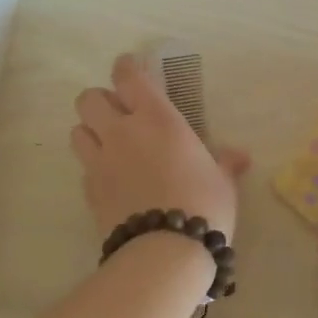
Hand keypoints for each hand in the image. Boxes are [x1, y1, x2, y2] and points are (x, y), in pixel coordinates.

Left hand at [70, 53, 250, 237]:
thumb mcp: (222, 182)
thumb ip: (225, 164)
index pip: (129, 77)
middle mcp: (122, 132)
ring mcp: (100, 161)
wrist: (165, 251)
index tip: (129, 67)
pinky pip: (84, 168)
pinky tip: (110, 180)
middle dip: (100, 101)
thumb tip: (240, 157)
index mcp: (157, 119)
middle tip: (119, 113)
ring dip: (90, 131)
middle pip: (89, 99)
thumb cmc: (203, 205)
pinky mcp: (89, 191)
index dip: (126, 67)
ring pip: (77, 130)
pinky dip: (93, 167)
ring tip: (108, 144)